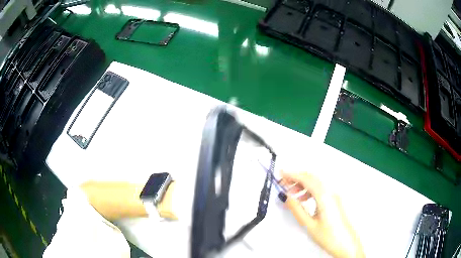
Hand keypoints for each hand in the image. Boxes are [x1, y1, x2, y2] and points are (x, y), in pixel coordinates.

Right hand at [281, 172, 364, 257]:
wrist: (346, 244)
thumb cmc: (330, 237)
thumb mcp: (309, 225)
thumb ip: (297, 209)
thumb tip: (287, 198)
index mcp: (324, 197)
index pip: (306, 179)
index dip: (292, 174)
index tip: (281, 173)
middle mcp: (331, 193)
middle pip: (312, 178)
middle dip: (296, 177)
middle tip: (283, 182)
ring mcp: (334, 196)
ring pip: (316, 183)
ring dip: (302, 184)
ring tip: (291, 192)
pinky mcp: (334, 201)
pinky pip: (320, 190)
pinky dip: (309, 190)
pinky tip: (303, 199)